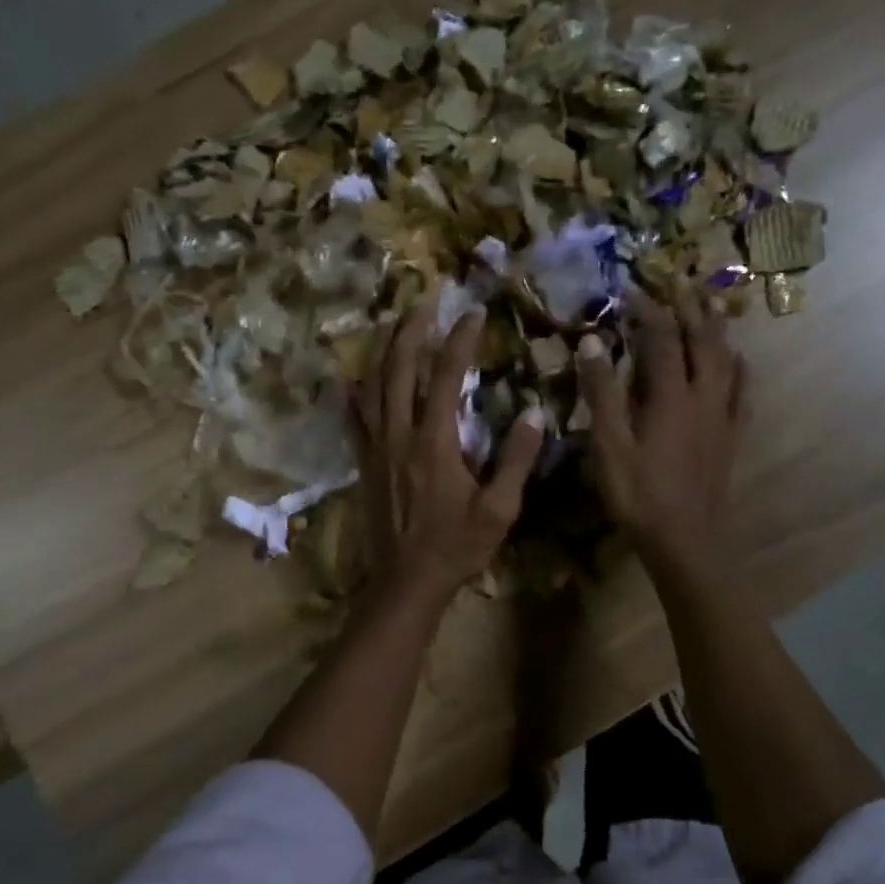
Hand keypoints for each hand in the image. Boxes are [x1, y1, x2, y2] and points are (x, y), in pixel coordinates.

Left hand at [351, 302, 545, 610]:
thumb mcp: (499, 509)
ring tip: (395, 324)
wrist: (406, 582)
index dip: (459, 340)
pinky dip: (352, 394)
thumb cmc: (456, 547)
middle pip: (399, 369)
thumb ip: (517, 460)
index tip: (473, 313)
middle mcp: (399, 435)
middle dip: (412, 329)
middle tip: (425, 300)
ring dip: (384, 351)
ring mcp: (375, 448)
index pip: (446, 376)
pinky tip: (348, 378)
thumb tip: (536, 414)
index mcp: (435, 442)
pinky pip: (353, 420)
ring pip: (372, 386)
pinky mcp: (364, 464)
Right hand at [577, 287, 749, 567]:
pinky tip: (739, 362)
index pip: (660, 338)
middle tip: (680, 282)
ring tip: (712, 307)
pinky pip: (742, 392)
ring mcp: (722, 416)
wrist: (685, 540)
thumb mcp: (608, 444)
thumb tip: (593, 341)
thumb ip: (601, 392)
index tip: (630, 291)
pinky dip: (740, 369)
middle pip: (700, 340)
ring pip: (725, 360)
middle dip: (689, 308)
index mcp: (669, 395)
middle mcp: (702, 396)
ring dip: (716, 330)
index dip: (646, 311)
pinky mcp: (731, 436)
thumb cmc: (638, 494)